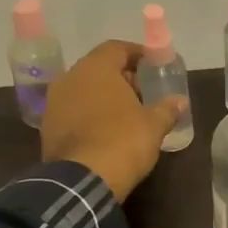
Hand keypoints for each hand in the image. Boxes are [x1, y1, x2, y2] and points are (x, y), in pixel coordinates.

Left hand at [41, 40, 185, 200]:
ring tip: (125, 114)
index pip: (117, 48)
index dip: (136, 54)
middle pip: (98, 68)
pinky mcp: (47, 127)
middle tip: (141, 92)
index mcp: (96, 68)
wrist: (83, 179)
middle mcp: (70, 78)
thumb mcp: (154, 125)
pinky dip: (89, 115)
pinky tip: (105, 131)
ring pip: (83, 90)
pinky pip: (73, 111)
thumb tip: (180, 101)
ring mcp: (54, 103)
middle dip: (120, 78)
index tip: (152, 65)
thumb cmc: (123, 141)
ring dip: (103, 97)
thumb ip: (167, 108)